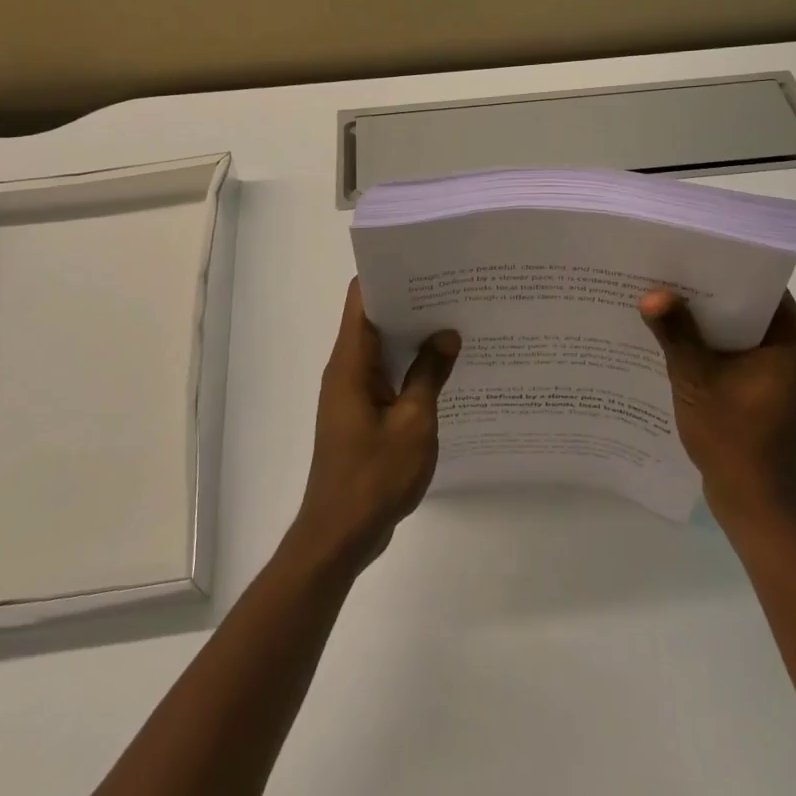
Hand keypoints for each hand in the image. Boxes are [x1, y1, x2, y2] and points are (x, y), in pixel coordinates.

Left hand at [291, 280, 460, 570]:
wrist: (339, 535)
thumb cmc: (374, 476)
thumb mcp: (414, 423)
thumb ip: (430, 374)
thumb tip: (447, 333)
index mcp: (351, 362)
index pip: (361, 298)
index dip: (389, 273)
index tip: (426, 261)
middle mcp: (346, 370)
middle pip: (373, 318)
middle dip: (410, 301)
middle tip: (454, 287)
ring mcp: (351, 393)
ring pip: (382, 348)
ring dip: (412, 335)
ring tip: (456, 319)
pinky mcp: (360, 414)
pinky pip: (386, 376)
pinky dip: (410, 366)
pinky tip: (444, 368)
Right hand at [640, 289, 795, 529]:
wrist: (756, 506)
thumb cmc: (734, 440)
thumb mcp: (697, 381)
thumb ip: (677, 334)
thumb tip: (651, 294)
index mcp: (793, 342)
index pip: (762, 286)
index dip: (726, 266)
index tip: (689, 251)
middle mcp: (795, 350)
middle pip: (750, 305)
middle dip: (709, 293)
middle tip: (667, 272)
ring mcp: (782, 372)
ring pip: (741, 329)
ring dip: (708, 320)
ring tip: (664, 300)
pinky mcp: (768, 389)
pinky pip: (738, 352)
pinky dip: (712, 344)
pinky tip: (676, 339)